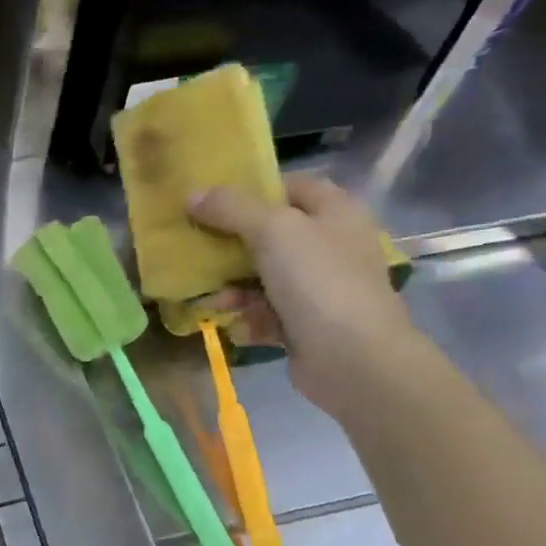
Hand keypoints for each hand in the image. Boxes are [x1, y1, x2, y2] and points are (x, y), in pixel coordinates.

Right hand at [188, 175, 421, 417]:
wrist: (353, 358)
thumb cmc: (318, 280)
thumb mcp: (272, 231)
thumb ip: (230, 208)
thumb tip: (192, 195)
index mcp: (335, 213)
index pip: (292, 186)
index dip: (254, 188)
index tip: (213, 199)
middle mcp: (330, 245)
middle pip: (271, 234)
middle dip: (231, 242)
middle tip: (195, 245)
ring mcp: (320, 287)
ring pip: (263, 276)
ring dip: (232, 287)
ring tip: (207, 298)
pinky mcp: (307, 323)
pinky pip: (266, 312)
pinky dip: (247, 317)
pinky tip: (232, 325)